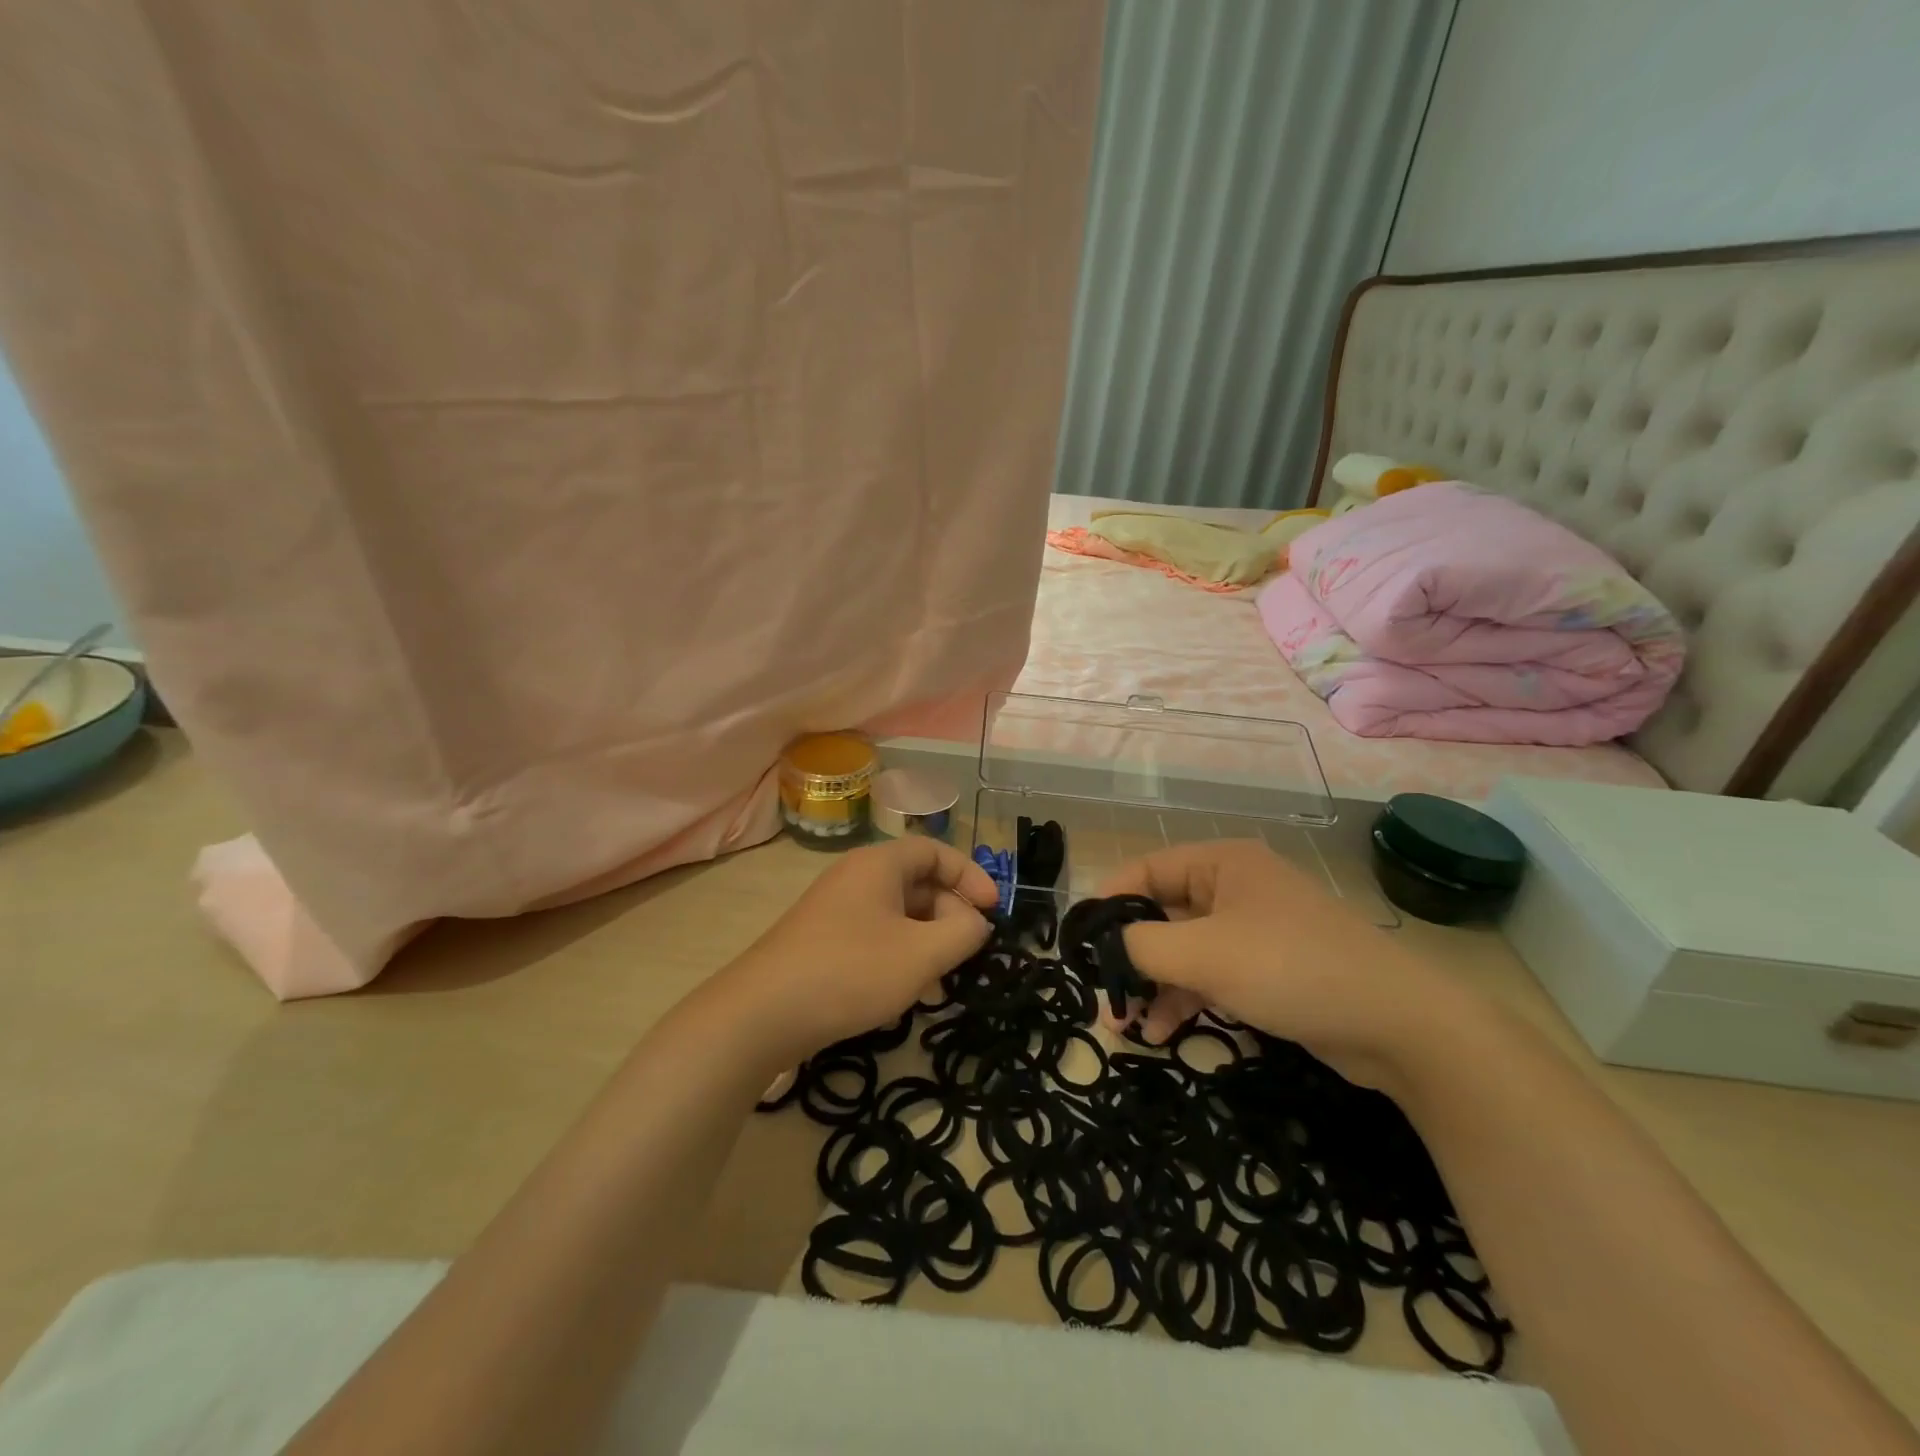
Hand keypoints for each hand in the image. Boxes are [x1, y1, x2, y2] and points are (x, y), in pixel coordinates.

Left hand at [717, 837, 999, 1066]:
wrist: (761, 1014)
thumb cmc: (851, 972)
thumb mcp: (922, 954)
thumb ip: (963, 933)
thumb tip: (975, 922)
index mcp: (879, 864)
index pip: (935, 852)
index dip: (970, 876)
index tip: (994, 910)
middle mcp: (855, 876)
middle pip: (917, 881)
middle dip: (950, 912)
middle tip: (968, 949)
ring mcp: (834, 909)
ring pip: (897, 912)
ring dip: (926, 937)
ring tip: (940, 975)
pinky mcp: (822, 940)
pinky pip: (874, 933)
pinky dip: (899, 951)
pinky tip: (904, 989)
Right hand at [1096, 839, 1457, 1086]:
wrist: (1399, 1025)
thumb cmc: (1291, 968)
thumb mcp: (1205, 954)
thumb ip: (1142, 946)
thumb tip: (1106, 944)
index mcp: (1221, 864)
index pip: (1145, 871)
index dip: (1108, 904)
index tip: (1079, 944)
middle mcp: (1234, 888)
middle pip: (1162, 913)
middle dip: (1130, 955)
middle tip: (1102, 995)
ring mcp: (1254, 930)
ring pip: (1185, 950)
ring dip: (1154, 985)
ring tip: (1126, 1025)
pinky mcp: (1269, 969)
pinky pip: (1212, 974)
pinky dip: (1186, 998)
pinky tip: (1164, 1033)